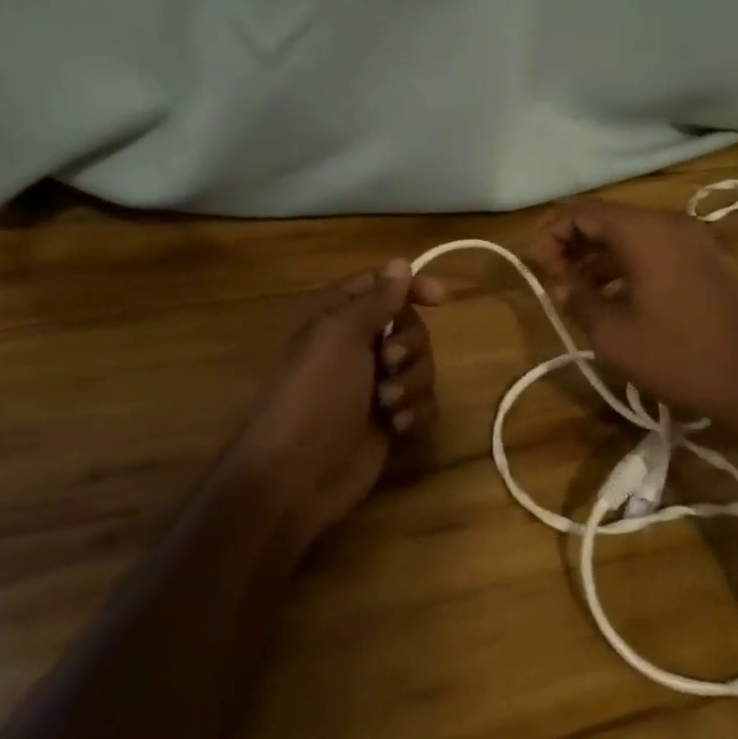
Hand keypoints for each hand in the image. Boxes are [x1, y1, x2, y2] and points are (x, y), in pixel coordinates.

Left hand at [226, 260, 442, 548]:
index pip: (382, 287)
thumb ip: (376, 299)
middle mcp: (358, 347)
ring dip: (411, 384)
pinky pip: (424, 403)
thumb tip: (400, 263)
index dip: (411, 287)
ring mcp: (375, 386)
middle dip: (409, 346)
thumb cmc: (315, 394)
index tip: (439, 298)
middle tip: (388, 363)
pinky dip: (415, 412)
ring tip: (387, 406)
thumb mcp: (340, 336)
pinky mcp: (390, 421)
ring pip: (422, 366)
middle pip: (409, 327)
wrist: (298, 475)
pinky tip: (396, 429)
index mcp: (338, 319)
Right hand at [534, 199, 737, 444]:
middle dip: (576, 244)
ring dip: (602, 257)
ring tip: (579, 291)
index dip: (553, 234)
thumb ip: (579, 300)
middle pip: (610, 219)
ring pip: (634, 235)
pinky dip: (630, 264)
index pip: (584, 212)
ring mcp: (696, 240)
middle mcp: (672, 224)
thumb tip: (562, 283)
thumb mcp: (614, 335)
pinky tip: (617, 296)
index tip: (537, 265)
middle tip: (555, 277)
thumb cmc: (679, 357)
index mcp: (645, 232)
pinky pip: (658, 249)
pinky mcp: (710, 261)